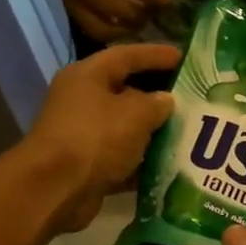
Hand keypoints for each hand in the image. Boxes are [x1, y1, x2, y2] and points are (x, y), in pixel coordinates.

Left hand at [26, 44, 179, 232]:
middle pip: (126, 90)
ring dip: (153, 130)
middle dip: (157, 95)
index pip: (126, 55)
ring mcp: (83, 133)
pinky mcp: (87, 164)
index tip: (183, 57)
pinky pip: (122, 156)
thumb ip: (156, 103)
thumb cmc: (95, 138)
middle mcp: (81, 100)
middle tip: (190, 96)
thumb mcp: (135, 114)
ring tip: (186, 130)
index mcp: (88, 76)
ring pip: (125, 126)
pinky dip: (143, 159)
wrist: (56, 190)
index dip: (156, 54)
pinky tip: (170, 163)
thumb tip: (166, 100)